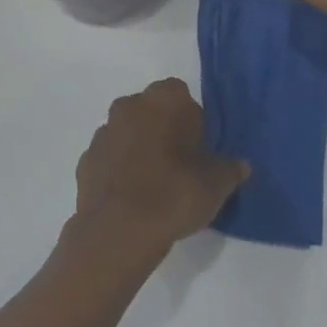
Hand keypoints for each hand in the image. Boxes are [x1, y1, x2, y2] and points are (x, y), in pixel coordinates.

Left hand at [72, 79, 248, 262]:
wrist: (119, 231)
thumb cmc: (174, 194)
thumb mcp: (216, 184)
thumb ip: (230, 169)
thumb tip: (240, 165)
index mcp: (164, 99)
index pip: (182, 95)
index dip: (192, 120)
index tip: (199, 148)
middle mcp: (129, 105)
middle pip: (152, 110)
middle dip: (163, 129)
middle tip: (180, 164)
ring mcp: (104, 132)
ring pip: (128, 132)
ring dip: (139, 148)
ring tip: (155, 185)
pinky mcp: (86, 160)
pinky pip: (110, 158)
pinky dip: (119, 170)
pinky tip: (132, 197)